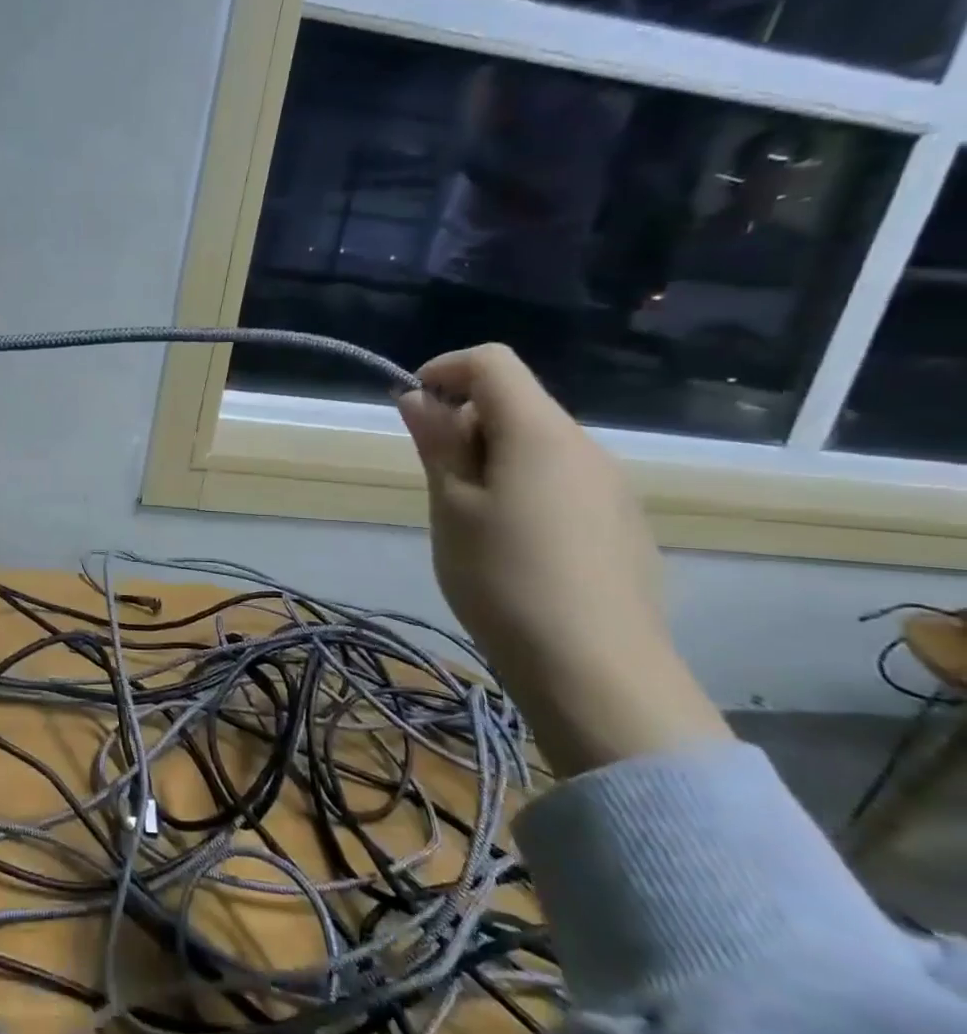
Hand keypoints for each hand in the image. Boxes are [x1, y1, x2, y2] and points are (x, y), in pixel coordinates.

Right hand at [396, 344, 728, 774]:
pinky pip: (564, 482)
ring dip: (494, 459)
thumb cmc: (503, 578)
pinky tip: (514, 546)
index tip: (412, 408)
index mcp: (541, 434)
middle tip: (434, 480)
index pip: (493, 363)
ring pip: (540, 446)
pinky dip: (525, 488)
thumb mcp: (451, 507)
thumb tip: (418, 397)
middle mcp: (586, 447)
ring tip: (469, 520)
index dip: (445, 370)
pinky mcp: (622, 525)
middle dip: (466, 423)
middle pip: (518, 404)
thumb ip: (438, 444)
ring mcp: (612, 487)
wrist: (595, 670)